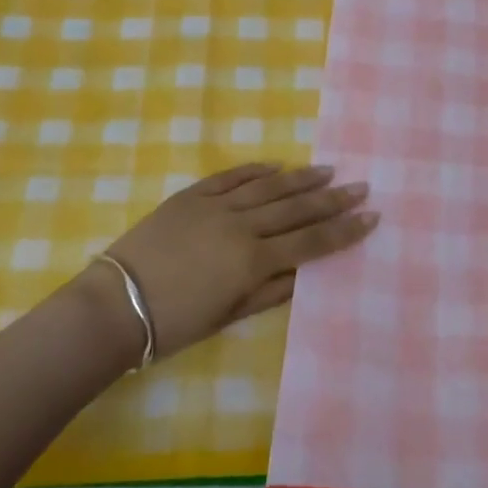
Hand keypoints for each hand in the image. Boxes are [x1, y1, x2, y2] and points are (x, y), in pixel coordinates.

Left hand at [93, 163, 375, 362]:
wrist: (116, 304)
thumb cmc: (175, 323)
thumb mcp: (228, 316)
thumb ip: (269, 292)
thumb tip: (305, 273)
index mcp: (253, 260)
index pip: (311, 242)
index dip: (344, 230)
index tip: (371, 216)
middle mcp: (242, 226)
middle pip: (296, 208)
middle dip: (332, 198)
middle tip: (361, 185)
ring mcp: (216, 206)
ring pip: (268, 187)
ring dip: (301, 178)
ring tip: (328, 170)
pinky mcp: (192, 196)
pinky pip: (230, 176)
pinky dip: (255, 170)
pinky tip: (275, 165)